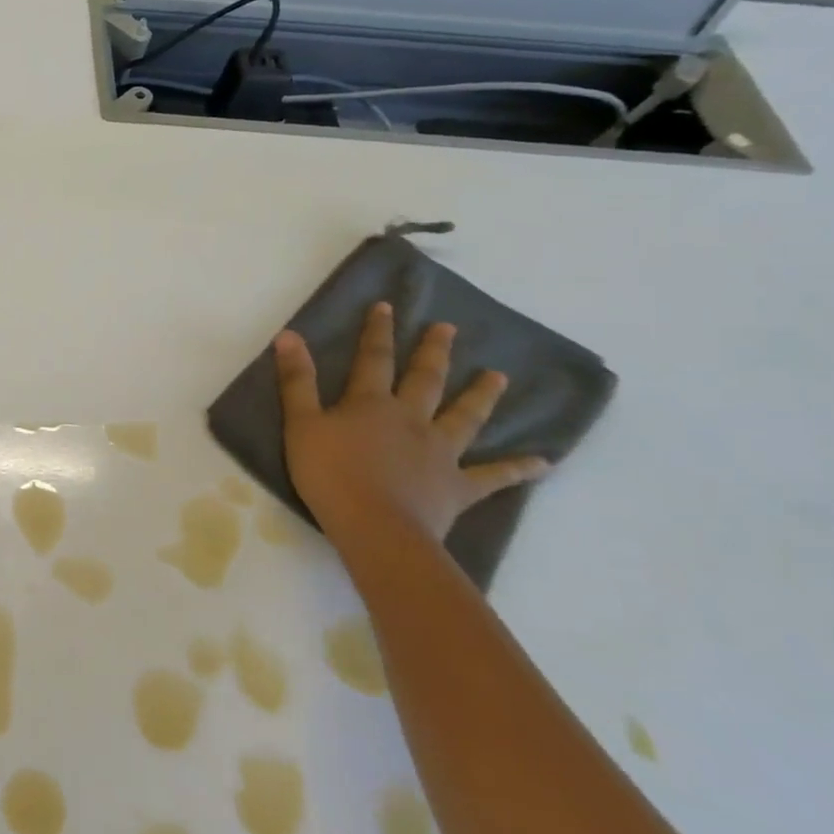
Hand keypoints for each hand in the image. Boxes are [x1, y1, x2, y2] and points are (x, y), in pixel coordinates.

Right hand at [274, 301, 550, 542]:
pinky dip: (518, 469)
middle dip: (434, 352)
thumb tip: (289, 335)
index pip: (374, 359)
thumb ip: (297, 381)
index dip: (378, 331)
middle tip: (448, 329)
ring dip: (482, 396)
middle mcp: (411, 419)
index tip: (387, 306)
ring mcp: (440, 452)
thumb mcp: (301, 424)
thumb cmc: (330, 474)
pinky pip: (493, 477)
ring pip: (465, 417)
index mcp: (371, 404)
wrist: (376, 527)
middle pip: (426, 380)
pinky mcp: (458, 486)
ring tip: (499, 376)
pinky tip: (543, 463)